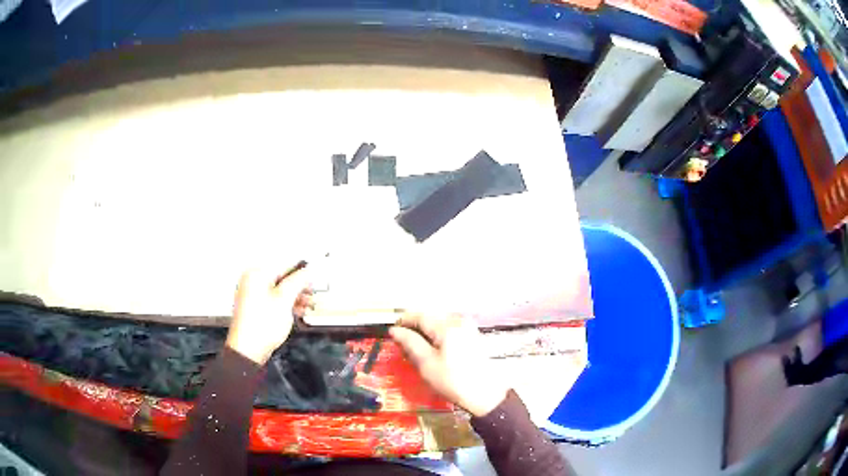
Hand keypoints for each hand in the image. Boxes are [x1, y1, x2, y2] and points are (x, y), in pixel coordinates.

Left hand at [226, 268, 312, 364]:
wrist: (248, 350)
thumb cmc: (261, 325)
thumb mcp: (285, 300)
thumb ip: (298, 281)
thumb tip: (308, 270)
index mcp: (256, 274)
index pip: (284, 264)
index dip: (302, 269)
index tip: (315, 273)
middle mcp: (252, 281)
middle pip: (282, 277)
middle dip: (299, 286)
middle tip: (312, 291)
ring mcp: (253, 295)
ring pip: (280, 290)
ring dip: (295, 296)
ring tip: (308, 304)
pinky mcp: (256, 307)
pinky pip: (274, 299)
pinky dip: (287, 304)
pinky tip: (298, 310)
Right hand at [390, 314, 507, 416]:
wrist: (485, 395)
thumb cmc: (453, 381)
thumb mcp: (426, 364)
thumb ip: (410, 343)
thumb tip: (395, 330)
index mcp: (447, 326)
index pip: (420, 315)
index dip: (403, 321)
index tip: (392, 331)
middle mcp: (459, 321)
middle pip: (430, 318)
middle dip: (415, 328)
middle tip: (402, 344)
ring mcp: (468, 328)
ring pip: (439, 324)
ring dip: (426, 333)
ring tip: (416, 350)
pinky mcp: (473, 336)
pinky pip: (449, 330)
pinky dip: (438, 337)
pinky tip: (433, 351)